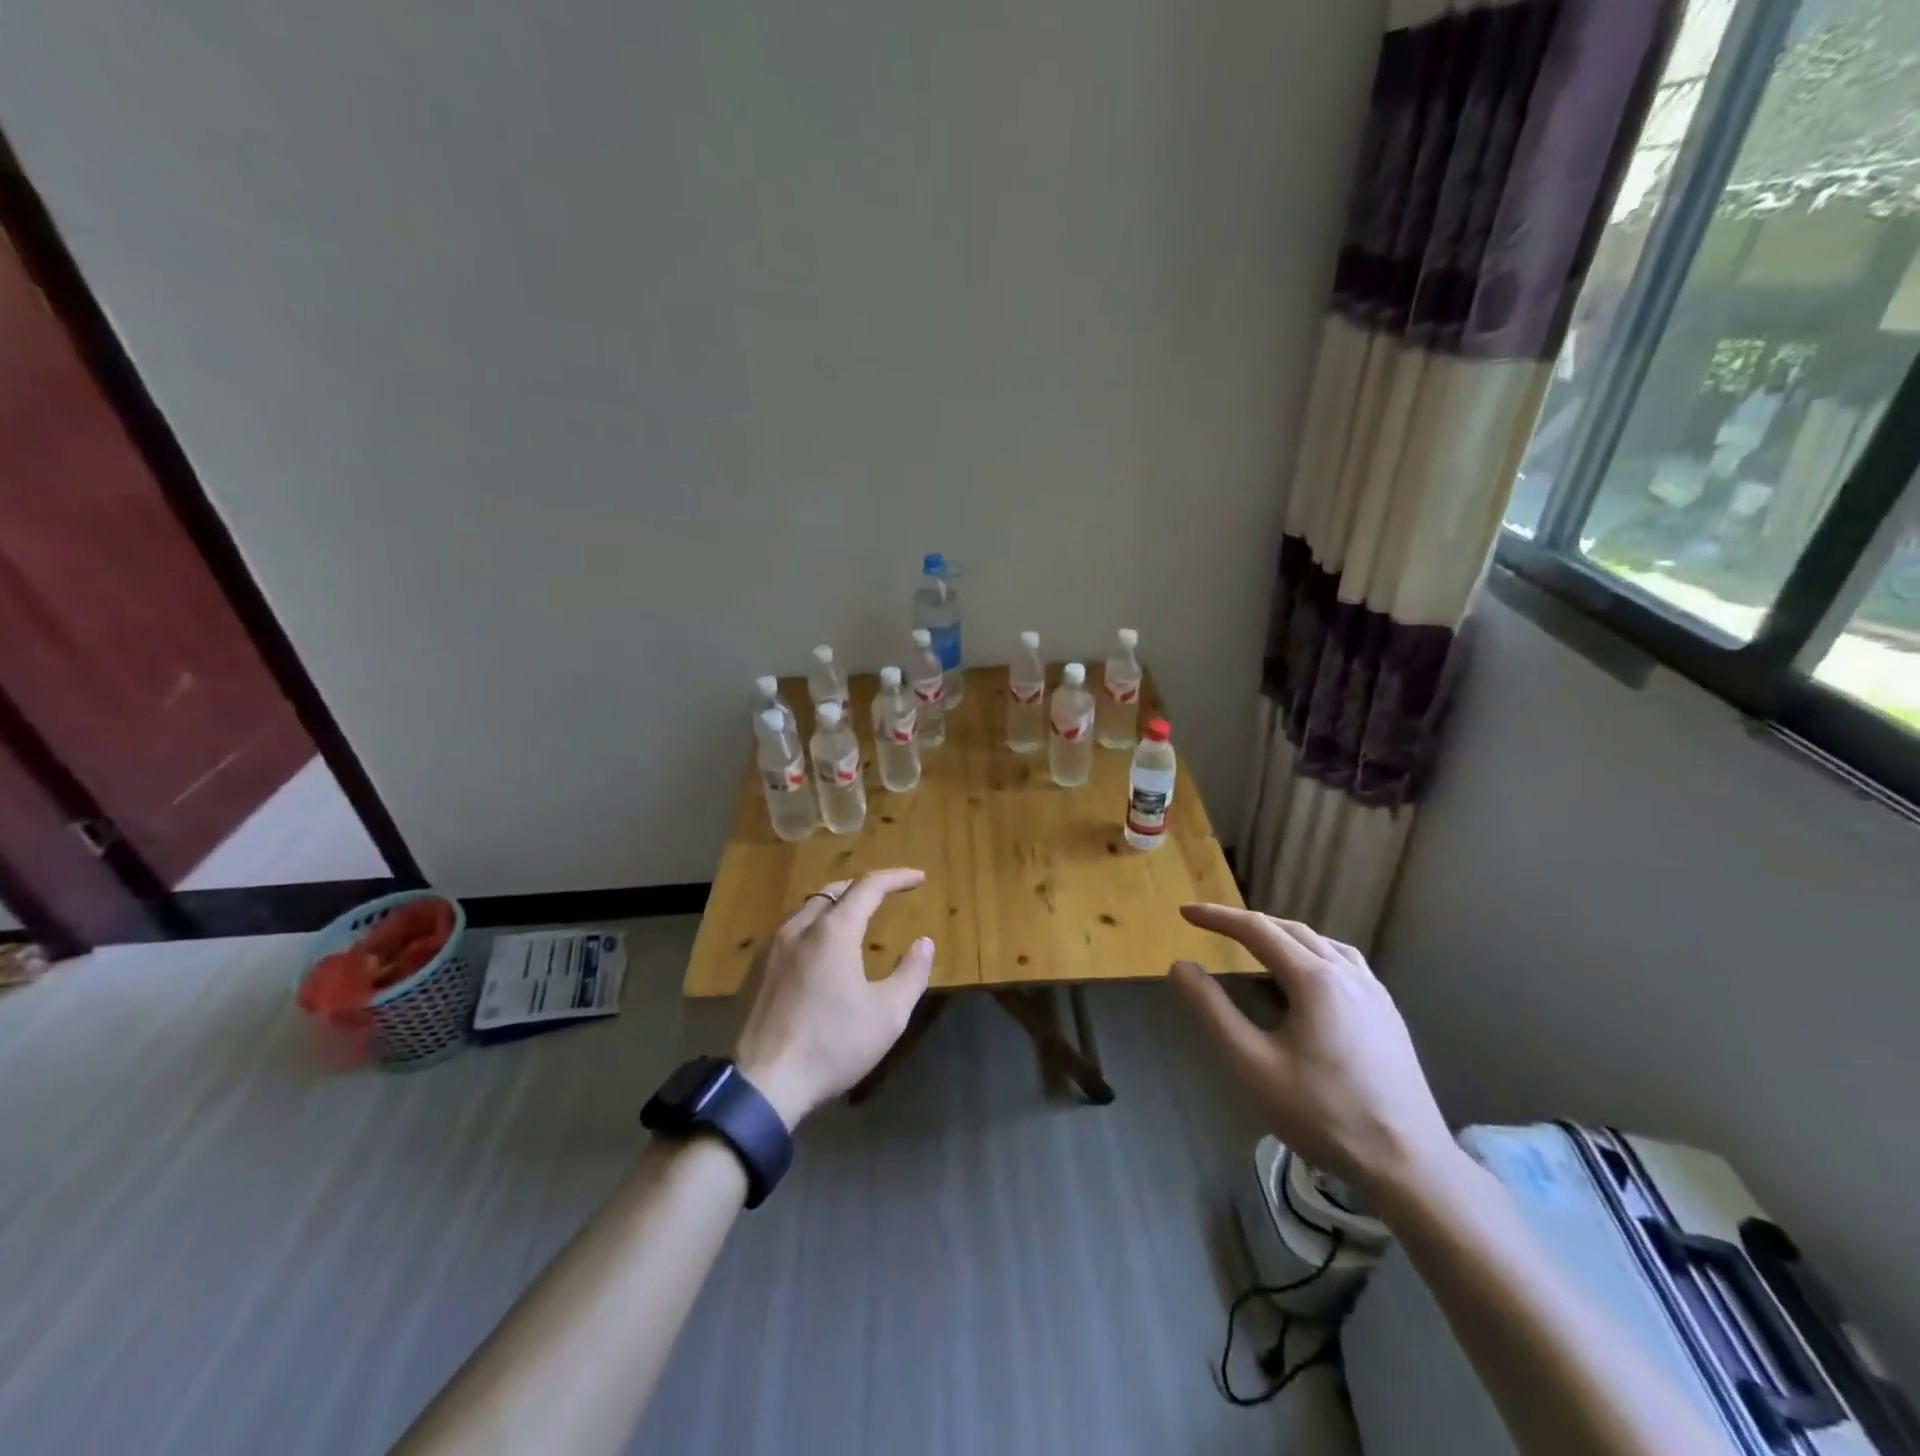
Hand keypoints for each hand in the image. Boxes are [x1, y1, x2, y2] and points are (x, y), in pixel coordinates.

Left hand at [732, 868, 935, 1127]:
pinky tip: (818, 952)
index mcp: (833, 932)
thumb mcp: (888, 1015)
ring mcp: (772, 948)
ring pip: (807, 909)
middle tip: (886, 894)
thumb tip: (924, 943)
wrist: (763, 1084)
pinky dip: (813, 927)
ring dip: (835, 906)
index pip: (868, 887)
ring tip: (854, 919)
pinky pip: (789, 932)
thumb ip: (911, 973)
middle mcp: (799, 928)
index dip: (896, 878)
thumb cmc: (832, 1045)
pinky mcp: (755, 970)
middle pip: (834, 891)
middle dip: (863, 887)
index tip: (919, 879)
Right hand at [1169, 904, 1457, 1204]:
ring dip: (1282, 935)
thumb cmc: (1323, 1114)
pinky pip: (1344, 963)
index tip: (1185, 912)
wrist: (1410, 1166)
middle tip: (1211, 926)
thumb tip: (1181, 966)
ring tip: (1255, 945)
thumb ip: (1212, 1010)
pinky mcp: (1388, 1015)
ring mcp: (1375, 993)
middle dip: (1247, 923)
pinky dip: (1312, 953)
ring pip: (1322, 943)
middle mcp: (1348, 974)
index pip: (1257, 930)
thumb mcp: (1252, 1064)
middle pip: (1290, 930)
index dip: (1218, 918)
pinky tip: (1307, 978)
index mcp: (1315, 979)